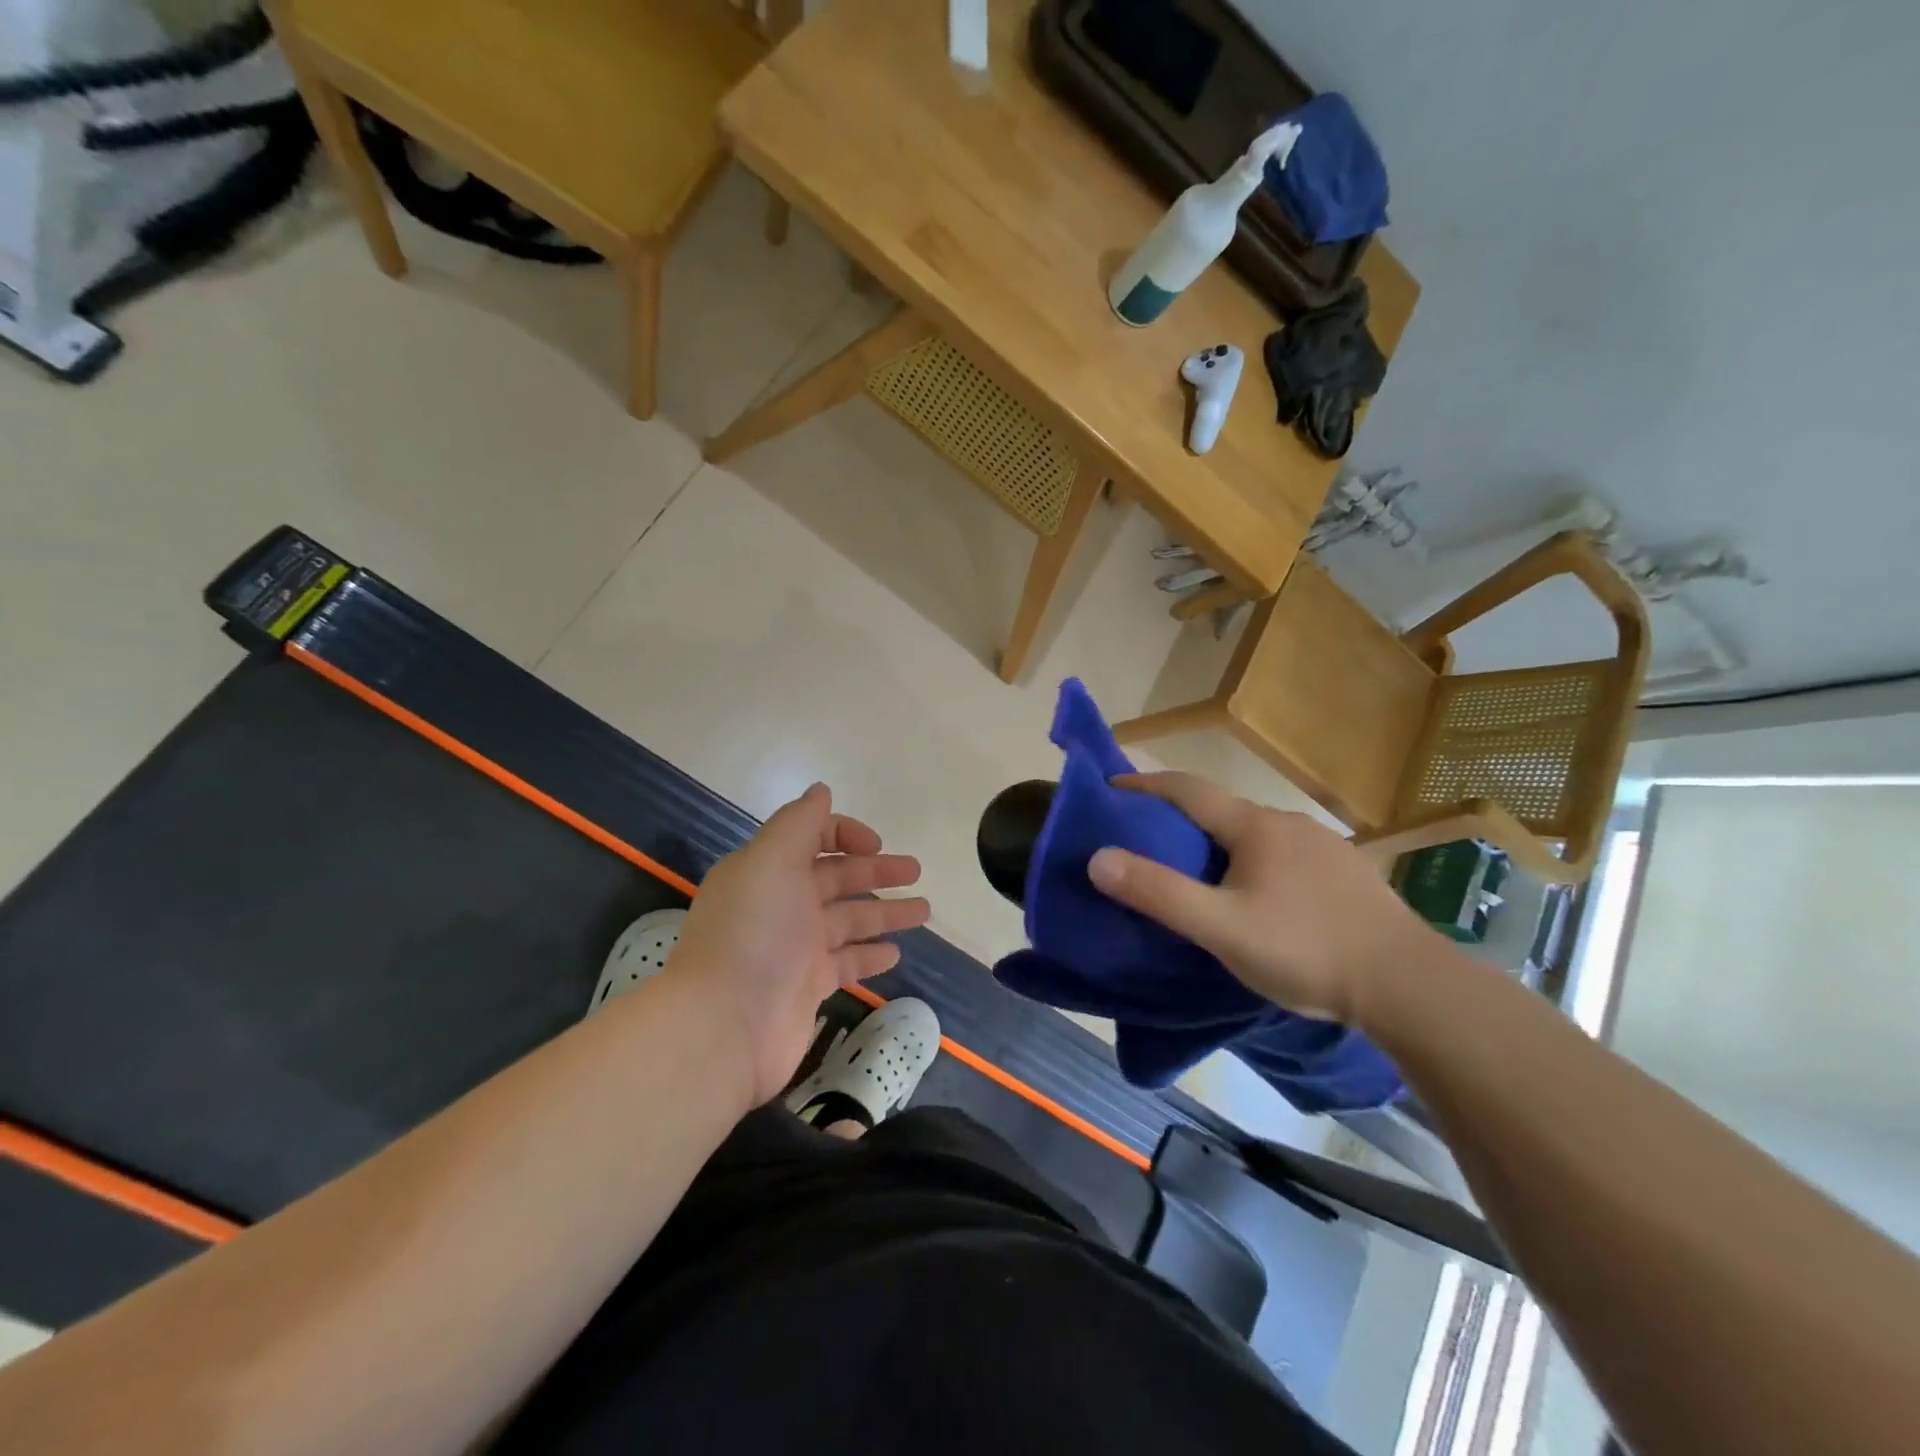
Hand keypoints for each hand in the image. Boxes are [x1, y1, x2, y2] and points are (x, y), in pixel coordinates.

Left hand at [665, 784, 930, 1106]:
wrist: (724, 1025)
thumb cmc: (753, 933)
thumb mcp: (770, 861)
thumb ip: (799, 823)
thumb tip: (820, 790)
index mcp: (768, 869)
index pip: (811, 838)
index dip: (845, 834)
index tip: (876, 846)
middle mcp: (782, 904)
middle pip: (837, 878)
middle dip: (876, 871)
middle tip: (916, 871)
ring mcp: (795, 948)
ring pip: (850, 920)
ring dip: (885, 912)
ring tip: (924, 911)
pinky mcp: (808, 987)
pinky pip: (847, 963)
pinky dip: (870, 955)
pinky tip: (895, 953)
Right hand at [1086, 771, 1435, 1027]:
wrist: (1410, 986)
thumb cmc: (1306, 950)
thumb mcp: (1221, 928)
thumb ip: (1159, 893)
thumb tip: (1098, 858)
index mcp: (1255, 826)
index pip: (1186, 788)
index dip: (1144, 783)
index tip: (1111, 787)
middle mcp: (1288, 822)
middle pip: (1220, 809)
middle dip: (1179, 818)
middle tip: (1146, 842)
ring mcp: (1323, 845)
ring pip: (1255, 834)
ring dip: (1219, 843)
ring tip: (1198, 874)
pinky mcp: (1347, 872)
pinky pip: (1284, 854)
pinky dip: (1254, 861)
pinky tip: (1260, 896)